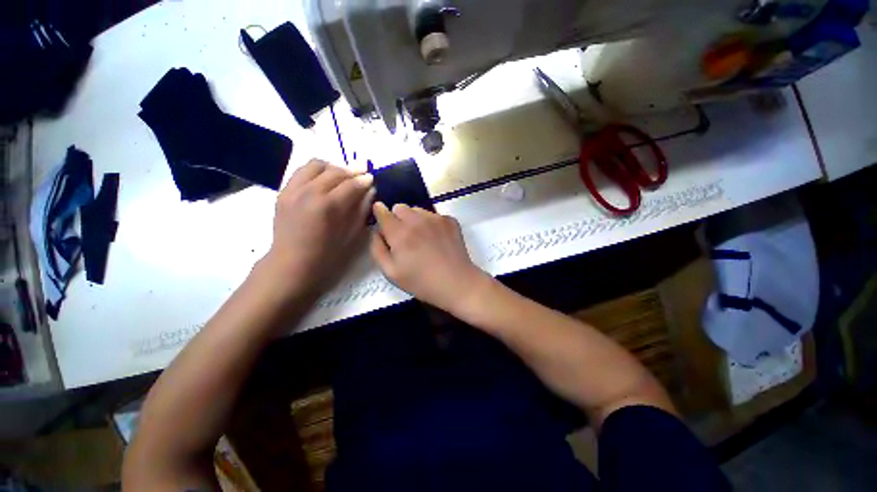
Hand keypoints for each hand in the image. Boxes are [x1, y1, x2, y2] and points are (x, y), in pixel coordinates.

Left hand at [262, 160, 374, 297]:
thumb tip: (370, 190)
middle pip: (334, 171)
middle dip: (351, 170)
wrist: (292, 264)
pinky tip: (324, 179)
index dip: (363, 180)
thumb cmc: (327, 255)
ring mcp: (293, 190)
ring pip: (315, 165)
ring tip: (342, 174)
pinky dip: (316, 171)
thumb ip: (361, 209)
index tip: (371, 177)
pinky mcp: (283, 192)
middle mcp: (309, 192)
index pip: (351, 184)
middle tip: (362, 172)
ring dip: (333, 166)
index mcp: (328, 206)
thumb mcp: (351, 234)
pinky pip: (301, 171)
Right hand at [370, 202, 491, 313]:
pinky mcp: (450, 220)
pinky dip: (431, 223)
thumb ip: (377, 249)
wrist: (457, 283)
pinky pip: (434, 215)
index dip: (379, 213)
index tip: (382, 218)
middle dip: (397, 217)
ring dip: (415, 219)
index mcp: (400, 233)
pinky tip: (437, 239)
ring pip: (418, 210)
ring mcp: (436, 218)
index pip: (383, 211)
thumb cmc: (421, 282)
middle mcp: (417, 220)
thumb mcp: (391, 272)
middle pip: (400, 207)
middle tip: (404, 235)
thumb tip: (377, 231)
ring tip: (422, 238)